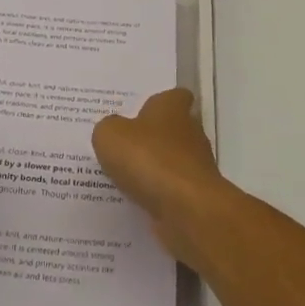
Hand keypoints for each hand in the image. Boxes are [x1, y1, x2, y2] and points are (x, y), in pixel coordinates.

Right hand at [92, 89, 230, 263]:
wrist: (186, 209)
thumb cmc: (148, 159)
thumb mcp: (110, 135)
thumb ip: (108, 128)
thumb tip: (112, 131)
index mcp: (172, 108)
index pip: (174, 96)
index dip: (159, 102)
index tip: (139, 111)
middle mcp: (190, 132)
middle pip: (172, 129)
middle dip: (151, 137)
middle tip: (122, 145)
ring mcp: (196, 166)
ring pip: (171, 161)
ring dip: (153, 168)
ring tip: (122, 176)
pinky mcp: (195, 196)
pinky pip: (171, 190)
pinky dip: (157, 194)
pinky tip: (134, 200)